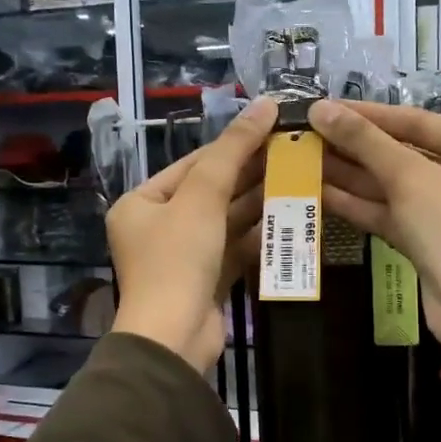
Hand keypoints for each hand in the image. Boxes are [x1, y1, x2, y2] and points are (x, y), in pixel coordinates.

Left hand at [107, 97, 277, 369]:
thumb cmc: (178, 260)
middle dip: (250, 174)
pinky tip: (289, 218)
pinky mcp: (205, 280)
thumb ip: (233, 151)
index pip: (193, 164)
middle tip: (292, 152)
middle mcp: (158, 226)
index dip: (233, 145)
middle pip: (211, 191)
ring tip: (298, 178)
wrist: (174, 338)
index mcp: (142, 202)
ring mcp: (182, 256)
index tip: (272, 127)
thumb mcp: (202, 198)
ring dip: (259, 202)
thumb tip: (264, 104)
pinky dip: (257, 234)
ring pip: (226, 220)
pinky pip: (233, 247)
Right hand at [311, 99, 440, 345]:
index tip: (323, 106)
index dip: (366, 114)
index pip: (415, 120)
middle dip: (353, 146)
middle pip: (401, 152)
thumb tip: (320, 107)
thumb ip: (364, 141)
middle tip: (306, 134)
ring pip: (391, 185)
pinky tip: (318, 192)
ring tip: (302, 159)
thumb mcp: (409, 177)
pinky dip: (357, 204)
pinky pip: (389, 212)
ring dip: (348, 174)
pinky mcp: (426, 238)